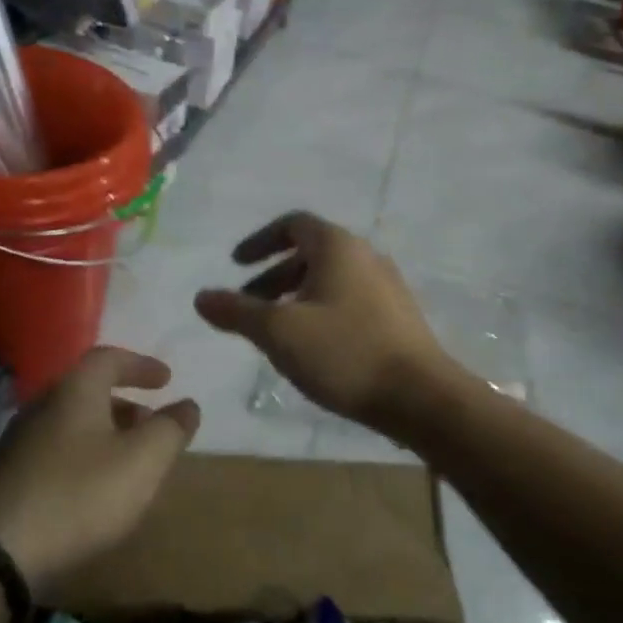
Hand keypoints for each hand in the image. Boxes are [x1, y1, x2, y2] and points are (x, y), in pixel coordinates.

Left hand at [0, 347, 199, 593]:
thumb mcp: (142, 462)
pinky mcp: (7, 475)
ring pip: (72, 422)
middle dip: (125, 403)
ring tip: (129, 460)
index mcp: (75, 391)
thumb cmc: (79, 495)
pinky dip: (83, 455)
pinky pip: (56, 450)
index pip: (109, 358)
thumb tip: (187, 405)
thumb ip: (170, 429)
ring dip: (105, 432)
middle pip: (88, 390)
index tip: (166, 380)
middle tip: (151, 423)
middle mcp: (43, 405)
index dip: (141, 365)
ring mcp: (19, 441)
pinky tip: (93, 489)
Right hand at [194, 212, 455, 435]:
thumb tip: (201, 297)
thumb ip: (237, 311)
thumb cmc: (345, 353)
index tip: (236, 264)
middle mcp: (365, 256)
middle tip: (249, 306)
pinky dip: (321, 312)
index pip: (293, 224)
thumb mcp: (279, 332)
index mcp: (337, 247)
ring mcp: (386, 287)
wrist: (421, 397)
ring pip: (330, 280)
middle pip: (310, 253)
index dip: (260, 241)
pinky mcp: (398, 317)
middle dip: (273, 277)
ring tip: (276, 333)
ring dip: (296, 297)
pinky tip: (313, 349)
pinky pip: (349, 301)